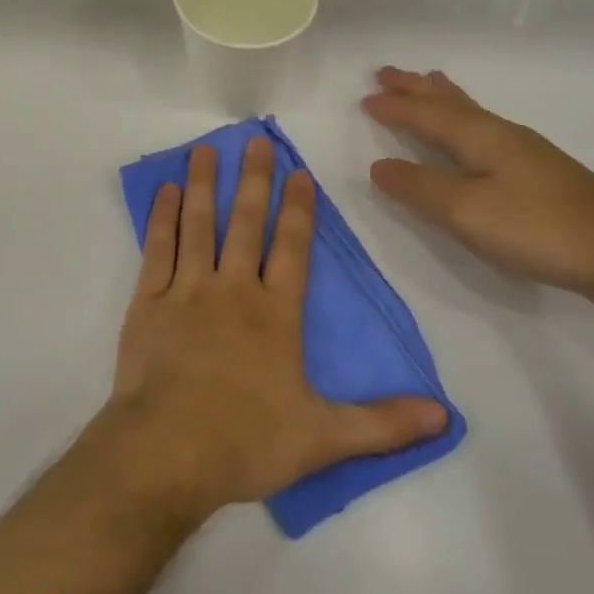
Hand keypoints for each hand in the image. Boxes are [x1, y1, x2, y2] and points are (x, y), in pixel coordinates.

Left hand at [99, 137, 448, 525]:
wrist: (166, 453)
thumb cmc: (246, 443)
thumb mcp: (325, 439)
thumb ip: (383, 423)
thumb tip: (445, 415)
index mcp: (276, 314)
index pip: (293, 248)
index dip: (298, 208)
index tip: (298, 172)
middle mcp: (232, 290)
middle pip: (245, 223)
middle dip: (252, 180)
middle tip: (253, 141)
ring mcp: (186, 291)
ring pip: (198, 225)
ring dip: (202, 185)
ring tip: (205, 150)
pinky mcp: (148, 302)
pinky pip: (156, 249)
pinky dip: (161, 218)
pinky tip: (165, 191)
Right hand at [363, 67, 593, 304]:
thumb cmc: (538, 228)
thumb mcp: (466, 212)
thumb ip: (420, 188)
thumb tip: (378, 166)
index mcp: (480, 137)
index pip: (427, 115)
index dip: (396, 106)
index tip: (367, 96)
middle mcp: (502, 134)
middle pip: (450, 103)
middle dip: (417, 88)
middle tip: (389, 72)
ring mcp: (526, 151)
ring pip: (472, 112)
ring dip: (443, 97)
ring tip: (430, 82)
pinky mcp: (541, 172)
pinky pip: (486, 128)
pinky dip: (465, 117)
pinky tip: (475, 131)